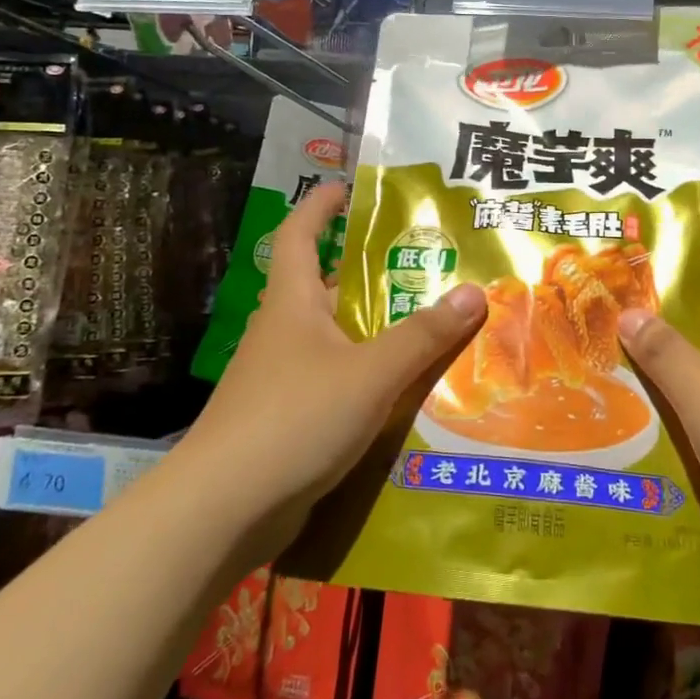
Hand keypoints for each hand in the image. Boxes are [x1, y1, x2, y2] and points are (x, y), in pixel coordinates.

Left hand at [183, 181, 486, 548]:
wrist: (224, 509)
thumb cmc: (295, 418)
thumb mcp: (371, 372)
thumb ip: (423, 335)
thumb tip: (475, 291)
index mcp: (292, 302)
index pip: (300, 233)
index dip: (320, 205)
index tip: (349, 189)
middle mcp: (284, 330)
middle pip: (328, 287)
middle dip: (372, 275)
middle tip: (427, 267)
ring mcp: (282, 376)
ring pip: (337, 338)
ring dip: (376, 330)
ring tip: (431, 326)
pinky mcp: (288, 417)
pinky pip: (337, 380)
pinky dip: (368, 376)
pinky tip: (404, 391)